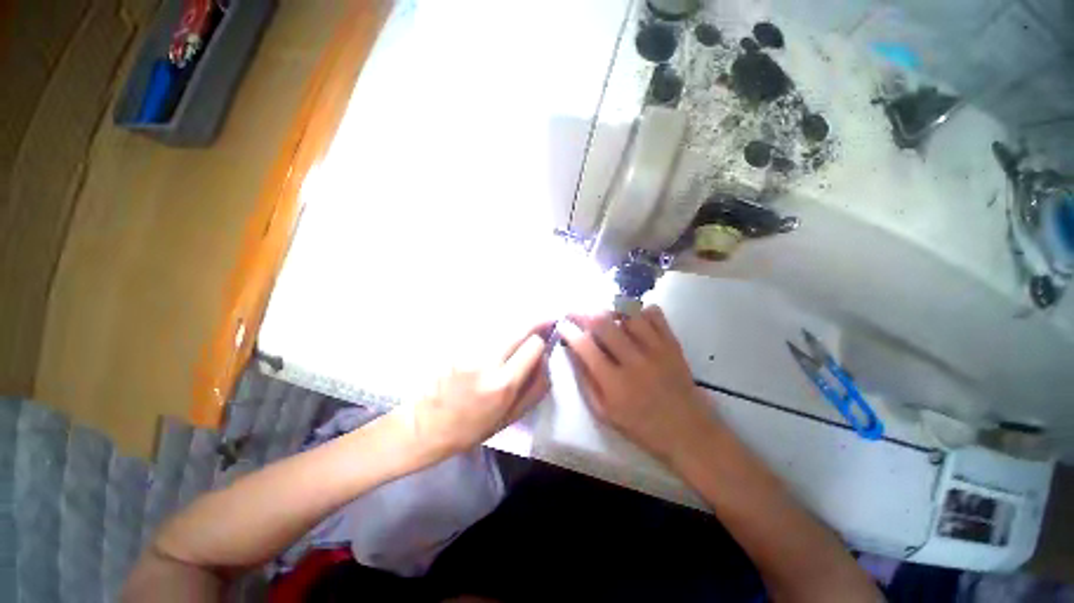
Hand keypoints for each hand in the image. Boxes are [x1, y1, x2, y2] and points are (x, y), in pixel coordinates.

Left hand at [393, 322, 552, 463]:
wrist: (427, 425)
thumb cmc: (472, 428)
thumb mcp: (511, 417)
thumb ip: (536, 388)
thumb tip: (546, 358)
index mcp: (503, 384)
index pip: (533, 345)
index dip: (542, 341)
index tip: (545, 339)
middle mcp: (487, 361)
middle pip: (519, 327)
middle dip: (534, 323)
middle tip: (543, 321)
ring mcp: (469, 350)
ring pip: (502, 325)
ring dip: (515, 326)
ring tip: (520, 331)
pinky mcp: (456, 345)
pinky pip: (485, 330)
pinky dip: (497, 330)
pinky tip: (497, 338)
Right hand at [560, 306, 714, 462]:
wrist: (687, 431)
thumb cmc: (641, 426)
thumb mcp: (604, 412)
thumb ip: (586, 380)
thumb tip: (572, 352)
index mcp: (614, 383)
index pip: (585, 346)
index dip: (569, 331)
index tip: (562, 325)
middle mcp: (635, 361)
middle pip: (604, 323)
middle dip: (583, 313)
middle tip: (575, 313)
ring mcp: (657, 349)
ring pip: (628, 312)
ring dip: (610, 309)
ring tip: (603, 315)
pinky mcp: (672, 344)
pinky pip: (654, 314)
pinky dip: (639, 310)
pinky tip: (632, 319)